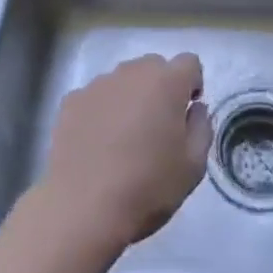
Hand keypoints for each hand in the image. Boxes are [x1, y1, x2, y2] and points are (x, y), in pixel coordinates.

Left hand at [38, 53, 211, 249]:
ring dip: (130, 99)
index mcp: (166, 82)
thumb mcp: (193, 166)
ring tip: (123, 139)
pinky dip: (101, 111)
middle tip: (156, 128)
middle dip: (160, 89)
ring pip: (123, 81)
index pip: (189, 63)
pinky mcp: (71, 101)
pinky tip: (97, 145)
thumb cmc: (147, 187)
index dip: (192, 85)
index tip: (186, 115)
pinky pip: (96, 97)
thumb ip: (201, 127)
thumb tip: (194, 108)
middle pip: (154, 67)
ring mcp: (97, 84)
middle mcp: (131, 72)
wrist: (82, 209)